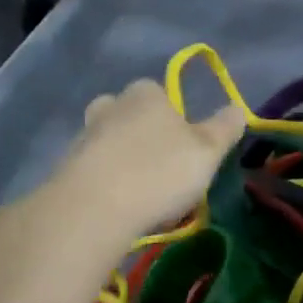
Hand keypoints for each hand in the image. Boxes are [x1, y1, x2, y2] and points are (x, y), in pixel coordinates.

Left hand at [46, 80, 247, 249]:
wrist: (93, 209)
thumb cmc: (158, 172)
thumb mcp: (207, 151)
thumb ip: (224, 128)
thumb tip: (238, 108)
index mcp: (145, 92)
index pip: (161, 94)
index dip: (174, 119)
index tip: (184, 150)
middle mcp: (111, 105)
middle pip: (130, 114)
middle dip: (142, 135)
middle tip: (161, 170)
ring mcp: (83, 135)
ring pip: (108, 141)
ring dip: (121, 160)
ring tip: (139, 195)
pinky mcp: (64, 167)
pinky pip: (91, 169)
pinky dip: (103, 183)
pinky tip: (116, 208)